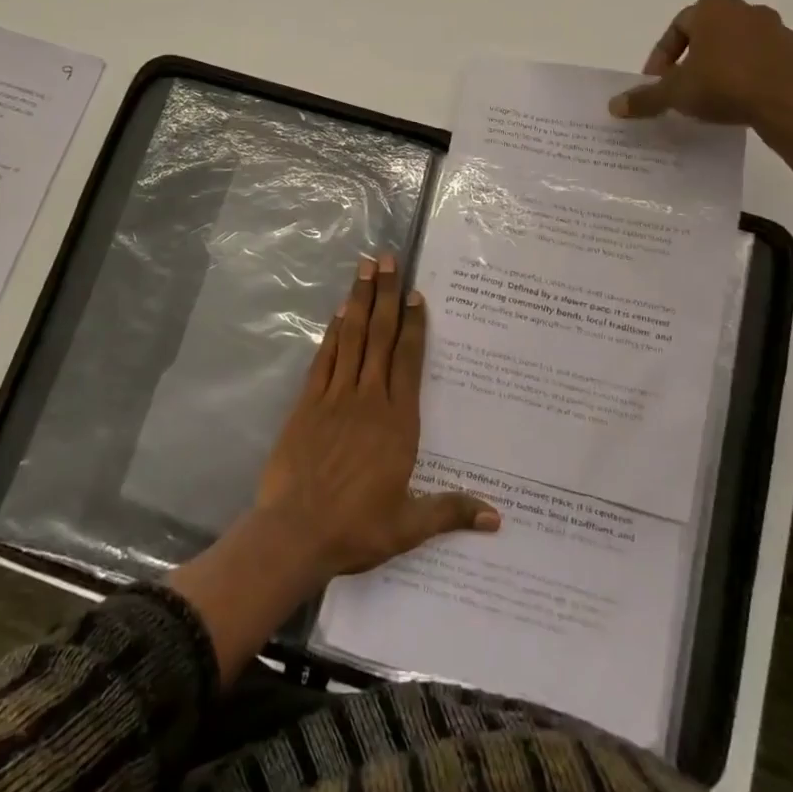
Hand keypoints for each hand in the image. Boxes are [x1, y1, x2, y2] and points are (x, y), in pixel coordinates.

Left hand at [255, 253, 499, 581]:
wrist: (295, 533)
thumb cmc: (356, 528)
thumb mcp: (409, 525)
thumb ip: (451, 511)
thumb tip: (497, 518)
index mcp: (397, 422)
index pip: (408, 361)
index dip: (413, 325)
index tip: (415, 294)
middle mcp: (368, 399)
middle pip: (379, 336)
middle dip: (385, 294)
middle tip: (387, 258)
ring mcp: (335, 397)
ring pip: (351, 338)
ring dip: (358, 301)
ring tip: (364, 268)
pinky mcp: (308, 403)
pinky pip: (324, 359)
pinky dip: (332, 333)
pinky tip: (337, 314)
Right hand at [607, 0, 792, 129]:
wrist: (792, 103)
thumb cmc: (725, 84)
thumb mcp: (675, 93)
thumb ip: (645, 97)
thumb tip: (614, 105)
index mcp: (714, 8)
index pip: (676, 27)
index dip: (661, 57)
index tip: (657, 84)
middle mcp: (747, 11)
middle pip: (708, 36)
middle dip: (691, 62)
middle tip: (681, 90)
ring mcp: (779, 31)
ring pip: (737, 50)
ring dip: (721, 70)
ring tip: (710, 101)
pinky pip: (764, 65)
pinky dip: (749, 80)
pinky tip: (741, 105)